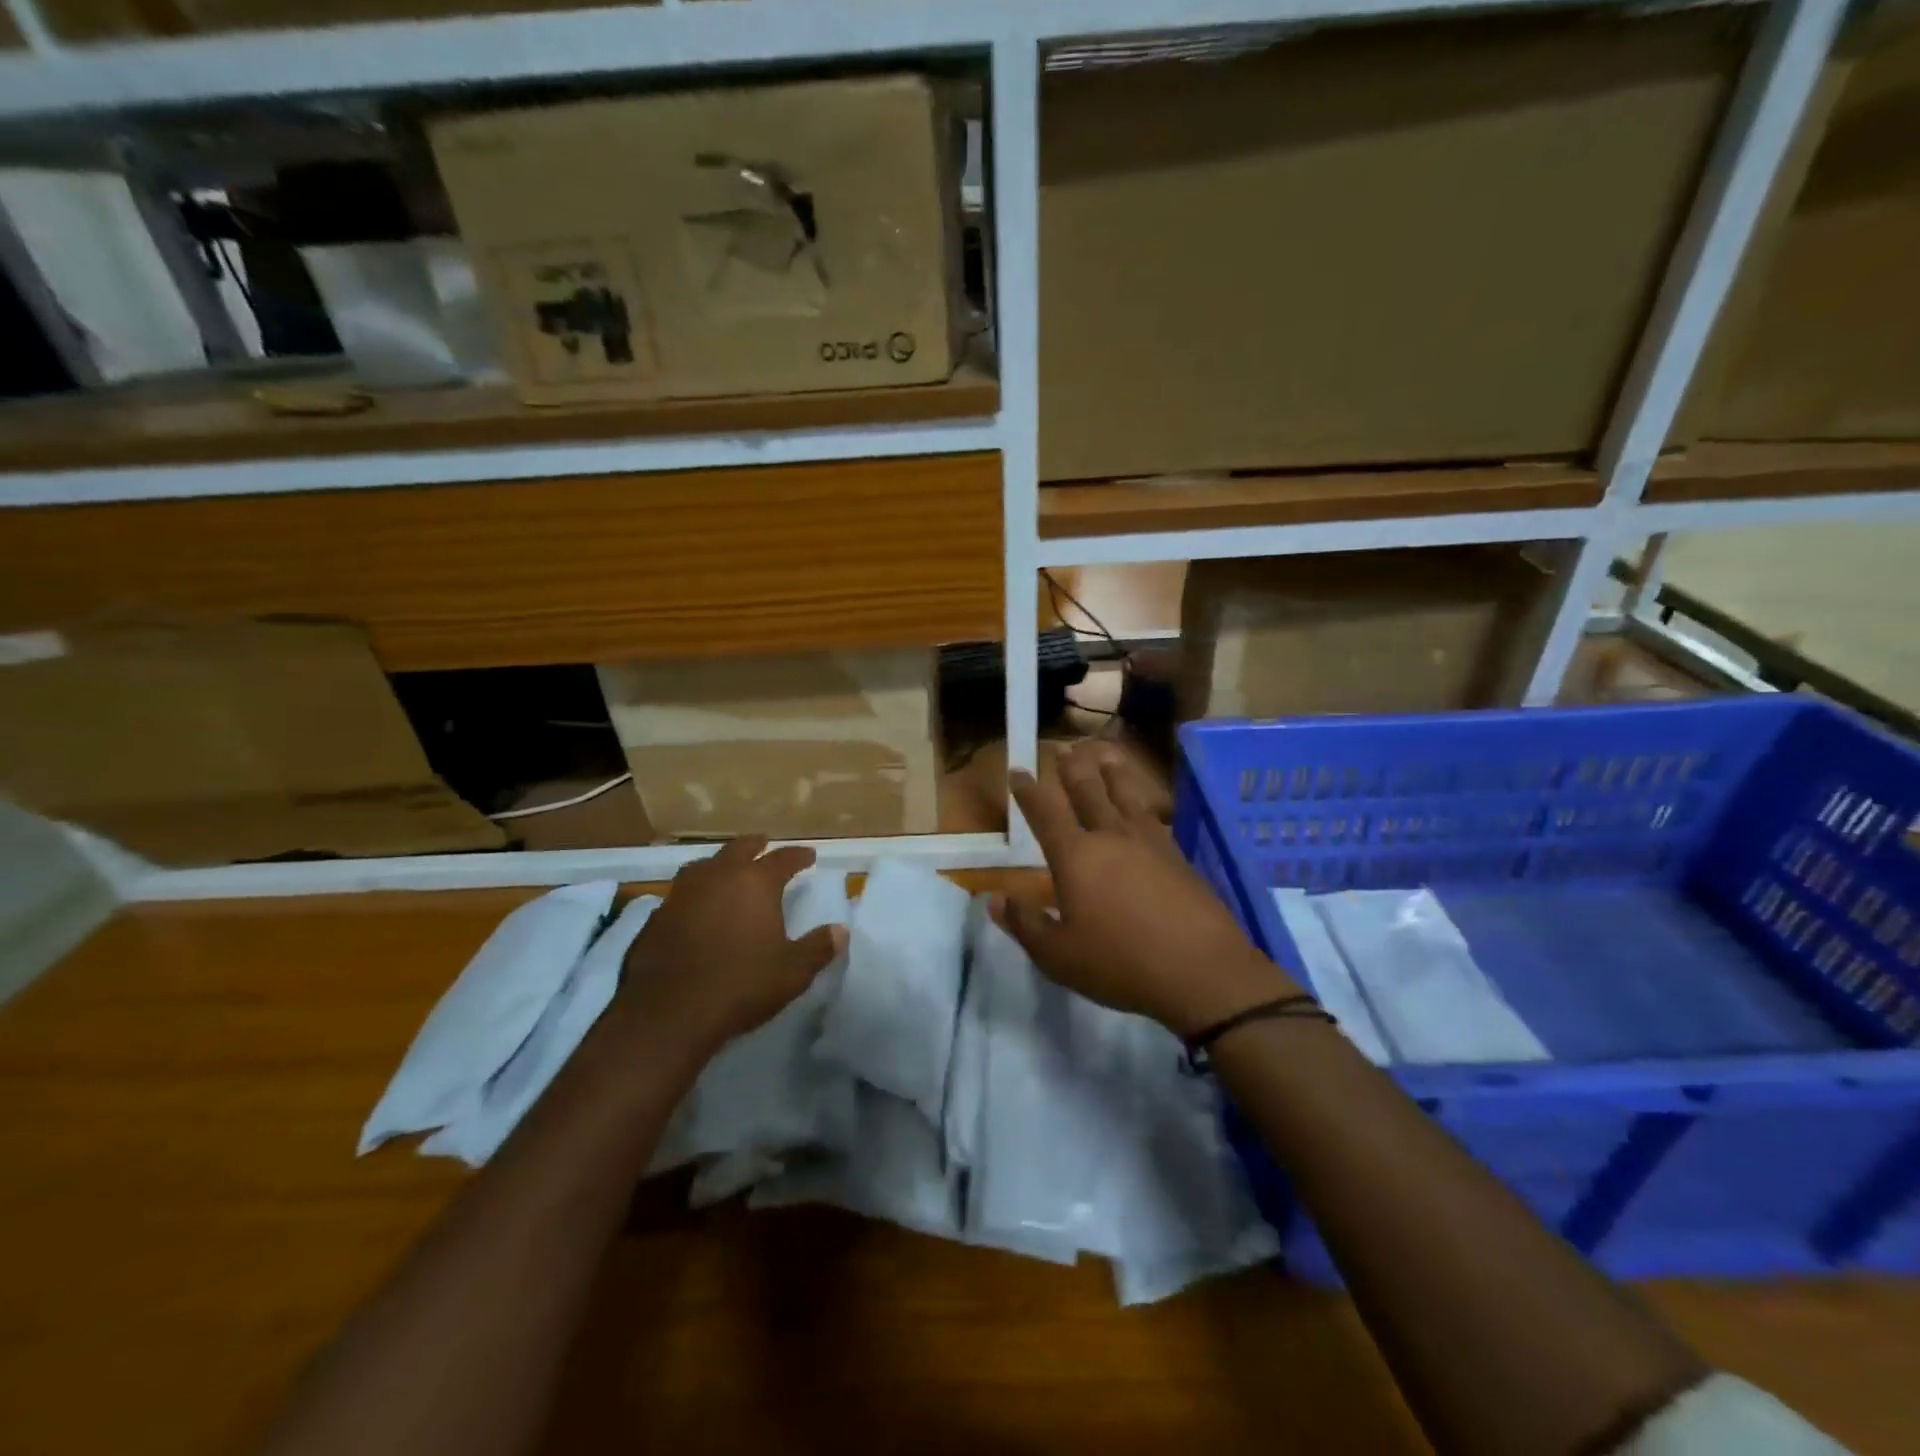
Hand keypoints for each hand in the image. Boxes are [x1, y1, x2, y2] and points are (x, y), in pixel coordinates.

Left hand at [619, 837, 846, 1056]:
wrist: (667, 1014)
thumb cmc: (740, 985)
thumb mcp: (792, 972)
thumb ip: (818, 947)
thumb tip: (841, 930)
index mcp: (755, 883)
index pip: (783, 858)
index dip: (798, 856)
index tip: (809, 855)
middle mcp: (717, 877)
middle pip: (739, 849)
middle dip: (755, 845)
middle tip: (765, 844)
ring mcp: (681, 895)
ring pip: (704, 865)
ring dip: (719, 864)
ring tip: (727, 870)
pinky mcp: (655, 918)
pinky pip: (680, 894)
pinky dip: (695, 894)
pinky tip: (696, 909)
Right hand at [992, 742, 1297, 1036]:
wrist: (1201, 970)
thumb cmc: (1120, 963)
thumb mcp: (1058, 956)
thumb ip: (1025, 924)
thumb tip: (995, 898)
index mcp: (1076, 856)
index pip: (1045, 813)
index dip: (1028, 790)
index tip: (1017, 770)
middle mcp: (1111, 836)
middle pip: (1088, 791)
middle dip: (1073, 768)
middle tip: (1065, 750)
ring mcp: (1149, 842)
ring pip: (1126, 795)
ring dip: (1112, 772)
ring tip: (1105, 754)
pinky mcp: (1177, 855)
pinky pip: (1153, 816)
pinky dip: (1141, 801)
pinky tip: (1143, 807)